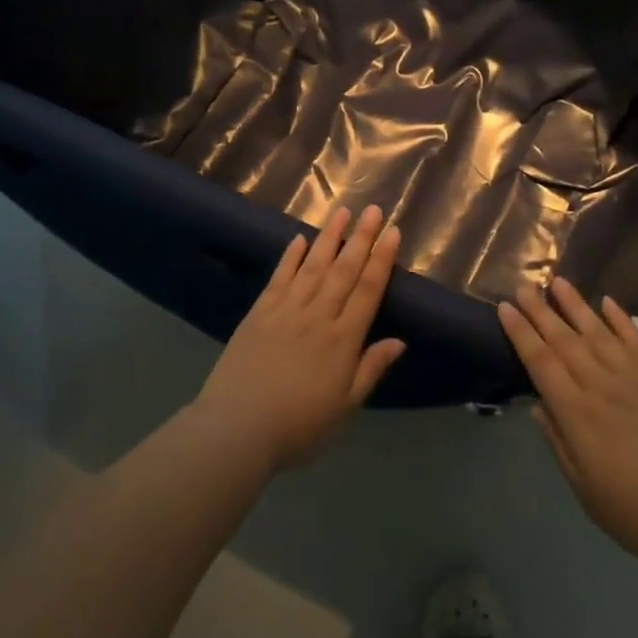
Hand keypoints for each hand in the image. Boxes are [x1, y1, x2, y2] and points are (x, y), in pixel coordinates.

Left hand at [195, 206, 405, 470]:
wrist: (238, 428)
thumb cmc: (299, 425)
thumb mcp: (345, 406)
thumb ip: (370, 369)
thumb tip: (399, 341)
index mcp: (343, 340)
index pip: (368, 290)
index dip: (382, 260)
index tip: (392, 232)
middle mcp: (318, 316)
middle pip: (344, 270)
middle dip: (361, 238)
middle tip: (373, 209)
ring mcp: (286, 311)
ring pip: (313, 266)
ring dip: (329, 238)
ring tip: (342, 211)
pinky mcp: (259, 314)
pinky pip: (279, 278)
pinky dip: (290, 257)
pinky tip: (300, 239)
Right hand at [499, 280, 637, 569]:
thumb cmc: (636, 511)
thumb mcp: (584, 489)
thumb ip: (559, 443)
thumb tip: (539, 406)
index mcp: (578, 414)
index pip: (541, 363)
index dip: (521, 334)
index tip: (505, 308)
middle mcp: (602, 386)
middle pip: (565, 340)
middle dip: (541, 312)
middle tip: (523, 287)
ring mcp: (635, 377)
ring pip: (598, 332)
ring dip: (576, 305)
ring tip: (558, 281)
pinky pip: (636, 339)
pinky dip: (621, 318)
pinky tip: (607, 302)